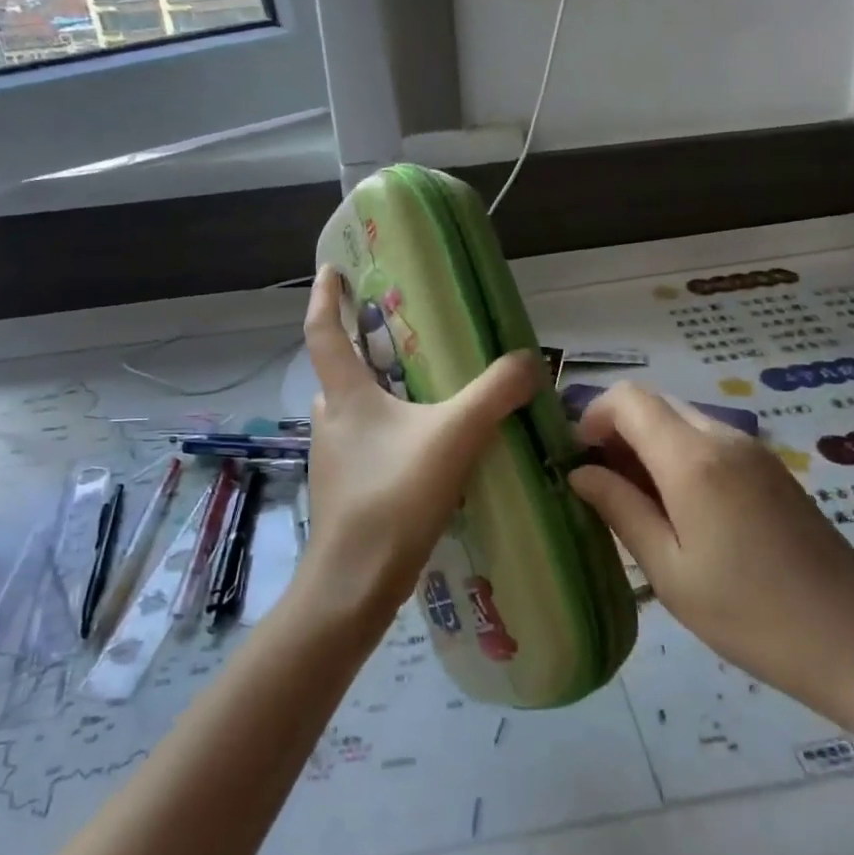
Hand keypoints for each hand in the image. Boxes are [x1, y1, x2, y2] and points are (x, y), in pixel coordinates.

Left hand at [298, 267, 542, 624]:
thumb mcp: (454, 436)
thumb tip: (529, 361)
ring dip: (383, 396)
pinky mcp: (346, 490)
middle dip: (367, 349)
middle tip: (408, 338)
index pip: (323, 331)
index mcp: (345, 396)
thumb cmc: (393, 497)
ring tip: (428, 394)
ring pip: (357, 412)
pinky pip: (369, 445)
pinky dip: (392, 434)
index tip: (333, 270)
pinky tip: (427, 451)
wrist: (355, 584)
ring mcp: (334, 458)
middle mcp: (331, 420)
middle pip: (342, 372)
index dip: (327, 297)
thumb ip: (495, 394)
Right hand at [569, 384, 853, 727]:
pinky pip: (707, 441)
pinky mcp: (769, 469)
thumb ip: (620, 509)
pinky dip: (677, 457)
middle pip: (653, 404)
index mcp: (693, 458)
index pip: (627, 399)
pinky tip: (678, 512)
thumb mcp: (670, 570)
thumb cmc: (753, 615)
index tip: (577, 462)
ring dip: (646, 447)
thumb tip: (579, 472)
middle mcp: (723, 437)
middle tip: (600, 488)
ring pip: (679, 421)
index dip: (591, 417)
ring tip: (636, 507)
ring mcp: (752, 451)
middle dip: (616, 432)